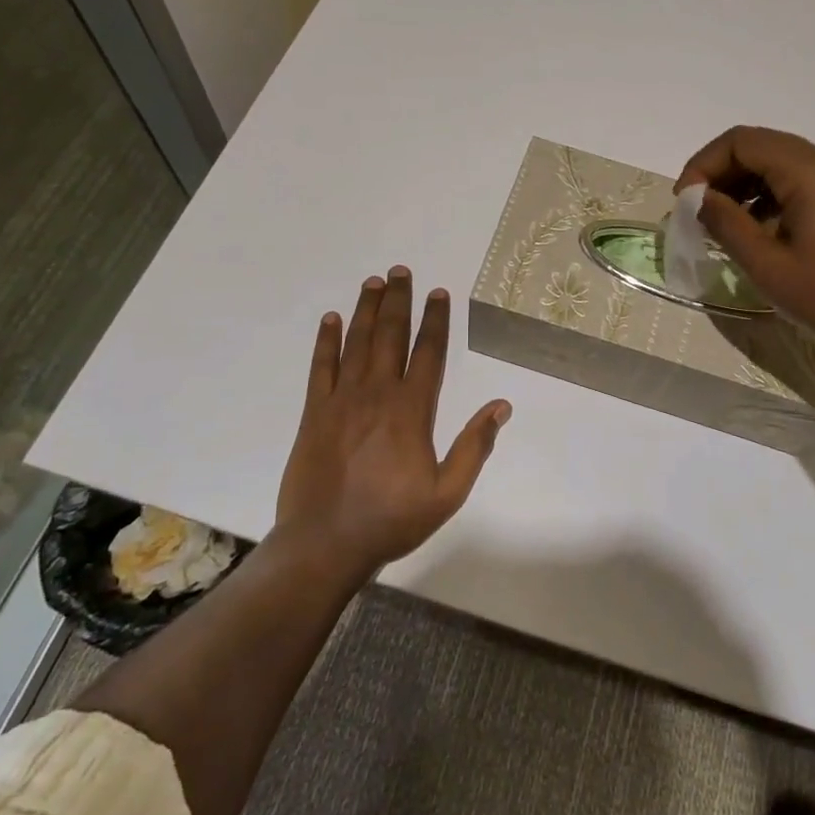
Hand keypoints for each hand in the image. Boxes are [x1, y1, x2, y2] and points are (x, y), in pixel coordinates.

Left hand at [275, 267, 510, 581]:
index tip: (438, 293)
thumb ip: (475, 447)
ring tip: (374, 282)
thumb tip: (501, 406)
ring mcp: (342, 400)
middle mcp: (378, 393)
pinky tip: (331, 320)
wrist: (325, 544)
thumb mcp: (447, 493)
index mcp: (412, 410)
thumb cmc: (391, 519)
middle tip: (401, 270)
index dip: (435, 320)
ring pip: (357, 342)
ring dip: (366, 310)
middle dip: (399, 300)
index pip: (429, 352)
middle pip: (391, 335)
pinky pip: (320, 367)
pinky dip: (326, 341)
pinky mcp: (313, 413)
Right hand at [676, 126, 814, 367]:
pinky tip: (760, 232)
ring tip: (724, 225)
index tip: (685, 201)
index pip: (743, 141)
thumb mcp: (767, 265)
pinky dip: (772, 196)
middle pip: (762, 146)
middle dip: (722, 173)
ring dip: (746, 185)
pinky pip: (803, 180)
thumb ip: (726, 223)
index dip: (705, 164)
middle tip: (699, 212)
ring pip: (782, 163)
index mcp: (811, 171)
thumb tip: (698, 198)